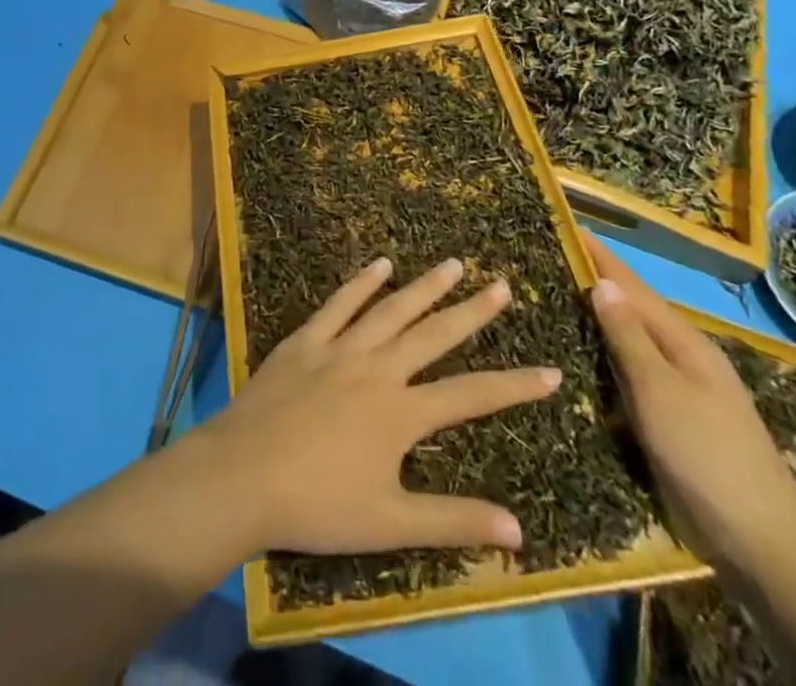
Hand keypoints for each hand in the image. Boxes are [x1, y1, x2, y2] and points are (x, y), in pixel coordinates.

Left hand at [188, 257, 561, 557]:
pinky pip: (339, 304)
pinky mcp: (306, 340)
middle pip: (433, 335)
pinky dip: (361, 282)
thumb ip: (453, 522)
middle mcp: (378, 369)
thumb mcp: (391, 523)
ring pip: (391, 309)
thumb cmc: (318, 504)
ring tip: (453, 263)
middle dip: (472, 312)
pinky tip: (380, 263)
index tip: (550, 371)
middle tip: (501, 284)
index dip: (514, 385)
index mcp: (401, 413)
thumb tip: (519, 531)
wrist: (244, 474)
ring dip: (424, 286)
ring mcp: (340, 348)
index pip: (471, 395)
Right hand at [581, 233, 795, 571]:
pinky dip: (608, 361)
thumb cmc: (707, 456)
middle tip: (552, 260)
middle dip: (596, 284)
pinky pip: (633, 379)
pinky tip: (586, 363)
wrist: (764, 545)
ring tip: (560, 301)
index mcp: (684, 342)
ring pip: (631, 344)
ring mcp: (682, 393)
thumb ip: (629, 337)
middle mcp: (684, 359)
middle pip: (632, 311)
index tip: (568, 225)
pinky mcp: (675, 424)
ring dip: (600, 322)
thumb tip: (603, 282)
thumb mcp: (660, 391)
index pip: (632, 287)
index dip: (600, 257)